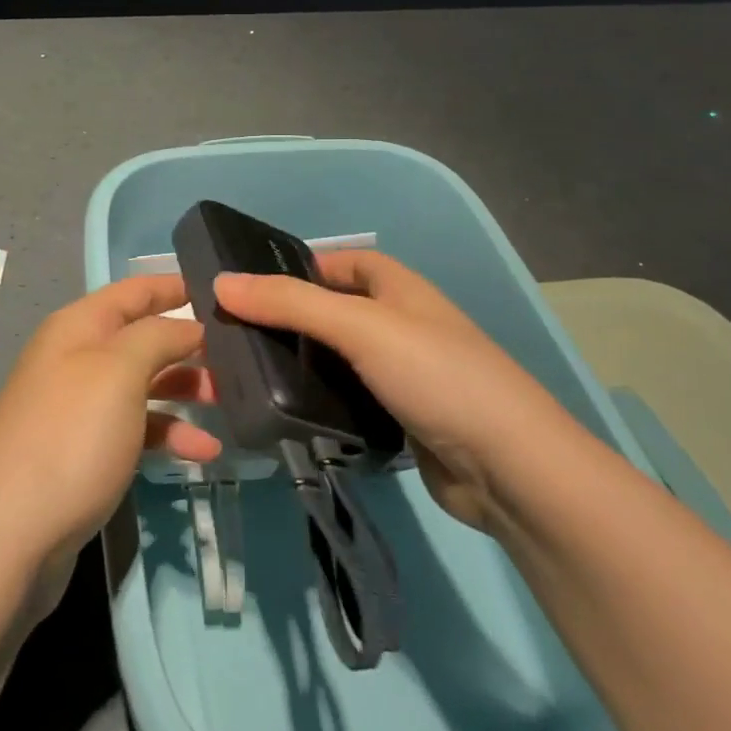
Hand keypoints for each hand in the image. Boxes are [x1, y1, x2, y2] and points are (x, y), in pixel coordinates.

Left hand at [0, 276, 221, 600]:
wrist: (6, 538)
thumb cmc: (70, 437)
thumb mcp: (120, 371)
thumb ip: (159, 336)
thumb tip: (188, 325)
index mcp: (78, 327)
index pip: (134, 291)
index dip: (173, 286)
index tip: (222, 290)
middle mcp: (76, 359)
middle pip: (142, 338)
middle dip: (188, 344)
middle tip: (240, 356)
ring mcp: (79, 409)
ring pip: (143, 384)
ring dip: (185, 390)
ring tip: (229, 403)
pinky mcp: (84, 454)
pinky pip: (136, 429)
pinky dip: (169, 434)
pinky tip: (203, 452)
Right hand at [213, 251, 579, 539]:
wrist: (510, 468)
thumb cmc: (436, 375)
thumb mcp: (360, 327)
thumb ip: (290, 303)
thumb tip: (220, 282)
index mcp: (398, 288)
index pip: (340, 262)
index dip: (299, 268)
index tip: (249, 288)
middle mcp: (401, 324)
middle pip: (334, 311)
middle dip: (290, 321)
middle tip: (234, 338)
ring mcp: (404, 374)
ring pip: (339, 359)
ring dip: (302, 365)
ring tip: (247, 376)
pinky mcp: (402, 418)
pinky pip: (350, 399)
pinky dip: (321, 402)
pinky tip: (286, 414)